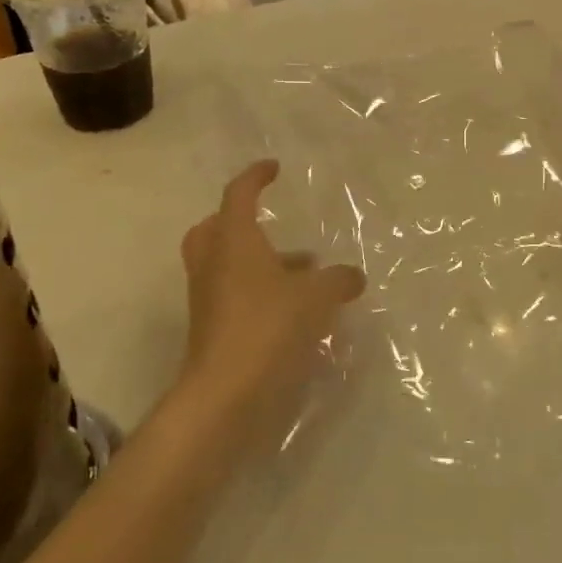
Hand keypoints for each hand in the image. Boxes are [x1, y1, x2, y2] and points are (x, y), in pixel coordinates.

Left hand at [175, 160, 365, 433]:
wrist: (224, 394)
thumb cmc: (268, 327)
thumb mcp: (316, 297)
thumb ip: (338, 280)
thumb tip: (353, 276)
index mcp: (234, 242)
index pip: (239, 195)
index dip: (256, 177)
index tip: (273, 168)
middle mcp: (214, 264)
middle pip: (214, 229)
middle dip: (237, 221)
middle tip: (266, 222)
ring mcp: (208, 299)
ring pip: (224, 265)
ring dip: (256, 260)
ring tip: (302, 271)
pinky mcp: (212, 329)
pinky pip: (232, 295)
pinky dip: (258, 291)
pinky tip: (293, 308)